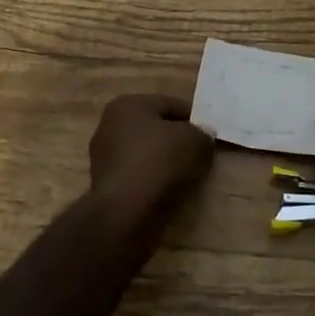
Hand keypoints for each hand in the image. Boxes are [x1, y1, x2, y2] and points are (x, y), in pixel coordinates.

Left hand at [88, 94, 213, 213]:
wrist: (124, 210)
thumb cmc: (158, 162)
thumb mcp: (194, 141)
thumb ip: (202, 134)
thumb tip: (203, 136)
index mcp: (128, 105)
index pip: (170, 105)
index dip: (194, 119)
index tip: (210, 136)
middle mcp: (110, 125)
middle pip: (156, 129)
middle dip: (178, 141)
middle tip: (201, 155)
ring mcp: (104, 156)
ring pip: (146, 153)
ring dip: (165, 163)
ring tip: (187, 177)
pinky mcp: (105, 184)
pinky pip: (138, 175)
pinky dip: (153, 180)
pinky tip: (168, 192)